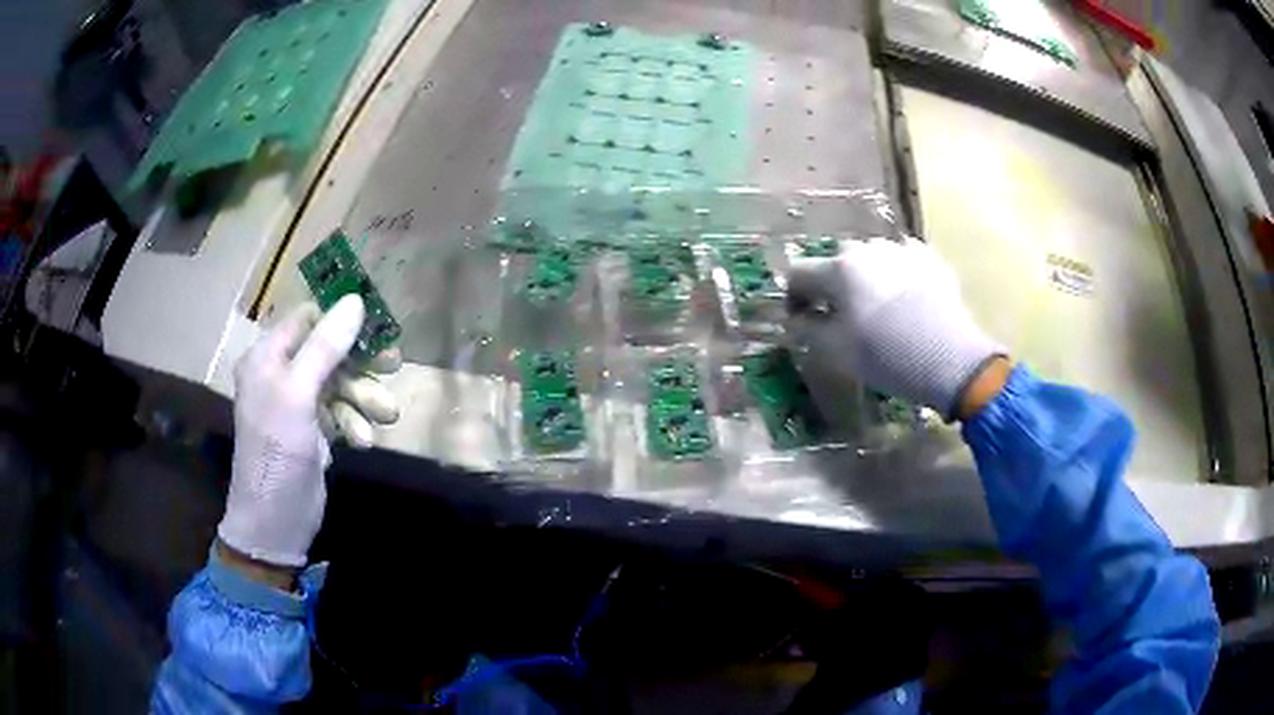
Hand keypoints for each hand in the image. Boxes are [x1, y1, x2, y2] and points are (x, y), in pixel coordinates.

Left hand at [218, 296, 399, 566]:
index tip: (378, 324)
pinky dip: (354, 424)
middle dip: (360, 364)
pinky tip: (363, 441)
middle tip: (395, 365)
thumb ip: (325, 347)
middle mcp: (281, 374)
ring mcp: (298, 404)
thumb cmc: (277, 452)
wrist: (274, 522)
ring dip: (363, 399)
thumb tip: (355, 300)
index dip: (341, 318)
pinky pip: (340, 413)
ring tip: (388, 416)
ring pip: (340, 385)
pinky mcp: (313, 430)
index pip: (308, 319)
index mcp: (267, 356)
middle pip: (329, 351)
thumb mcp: (298, 395)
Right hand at [787, 238, 1005, 419]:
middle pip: (837, 263)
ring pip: (872, 260)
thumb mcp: (836, 351)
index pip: (798, 273)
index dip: (793, 297)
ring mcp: (901, 249)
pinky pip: (902, 262)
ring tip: (879, 309)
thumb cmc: (887, 356)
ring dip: (867, 279)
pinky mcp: (929, 258)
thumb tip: (798, 318)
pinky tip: (907, 301)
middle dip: (833, 286)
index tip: (801, 320)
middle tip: (842, 315)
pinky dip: (897, 277)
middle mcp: (866, 248)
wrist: (952, 359)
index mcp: (838, 269)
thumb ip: (808, 329)